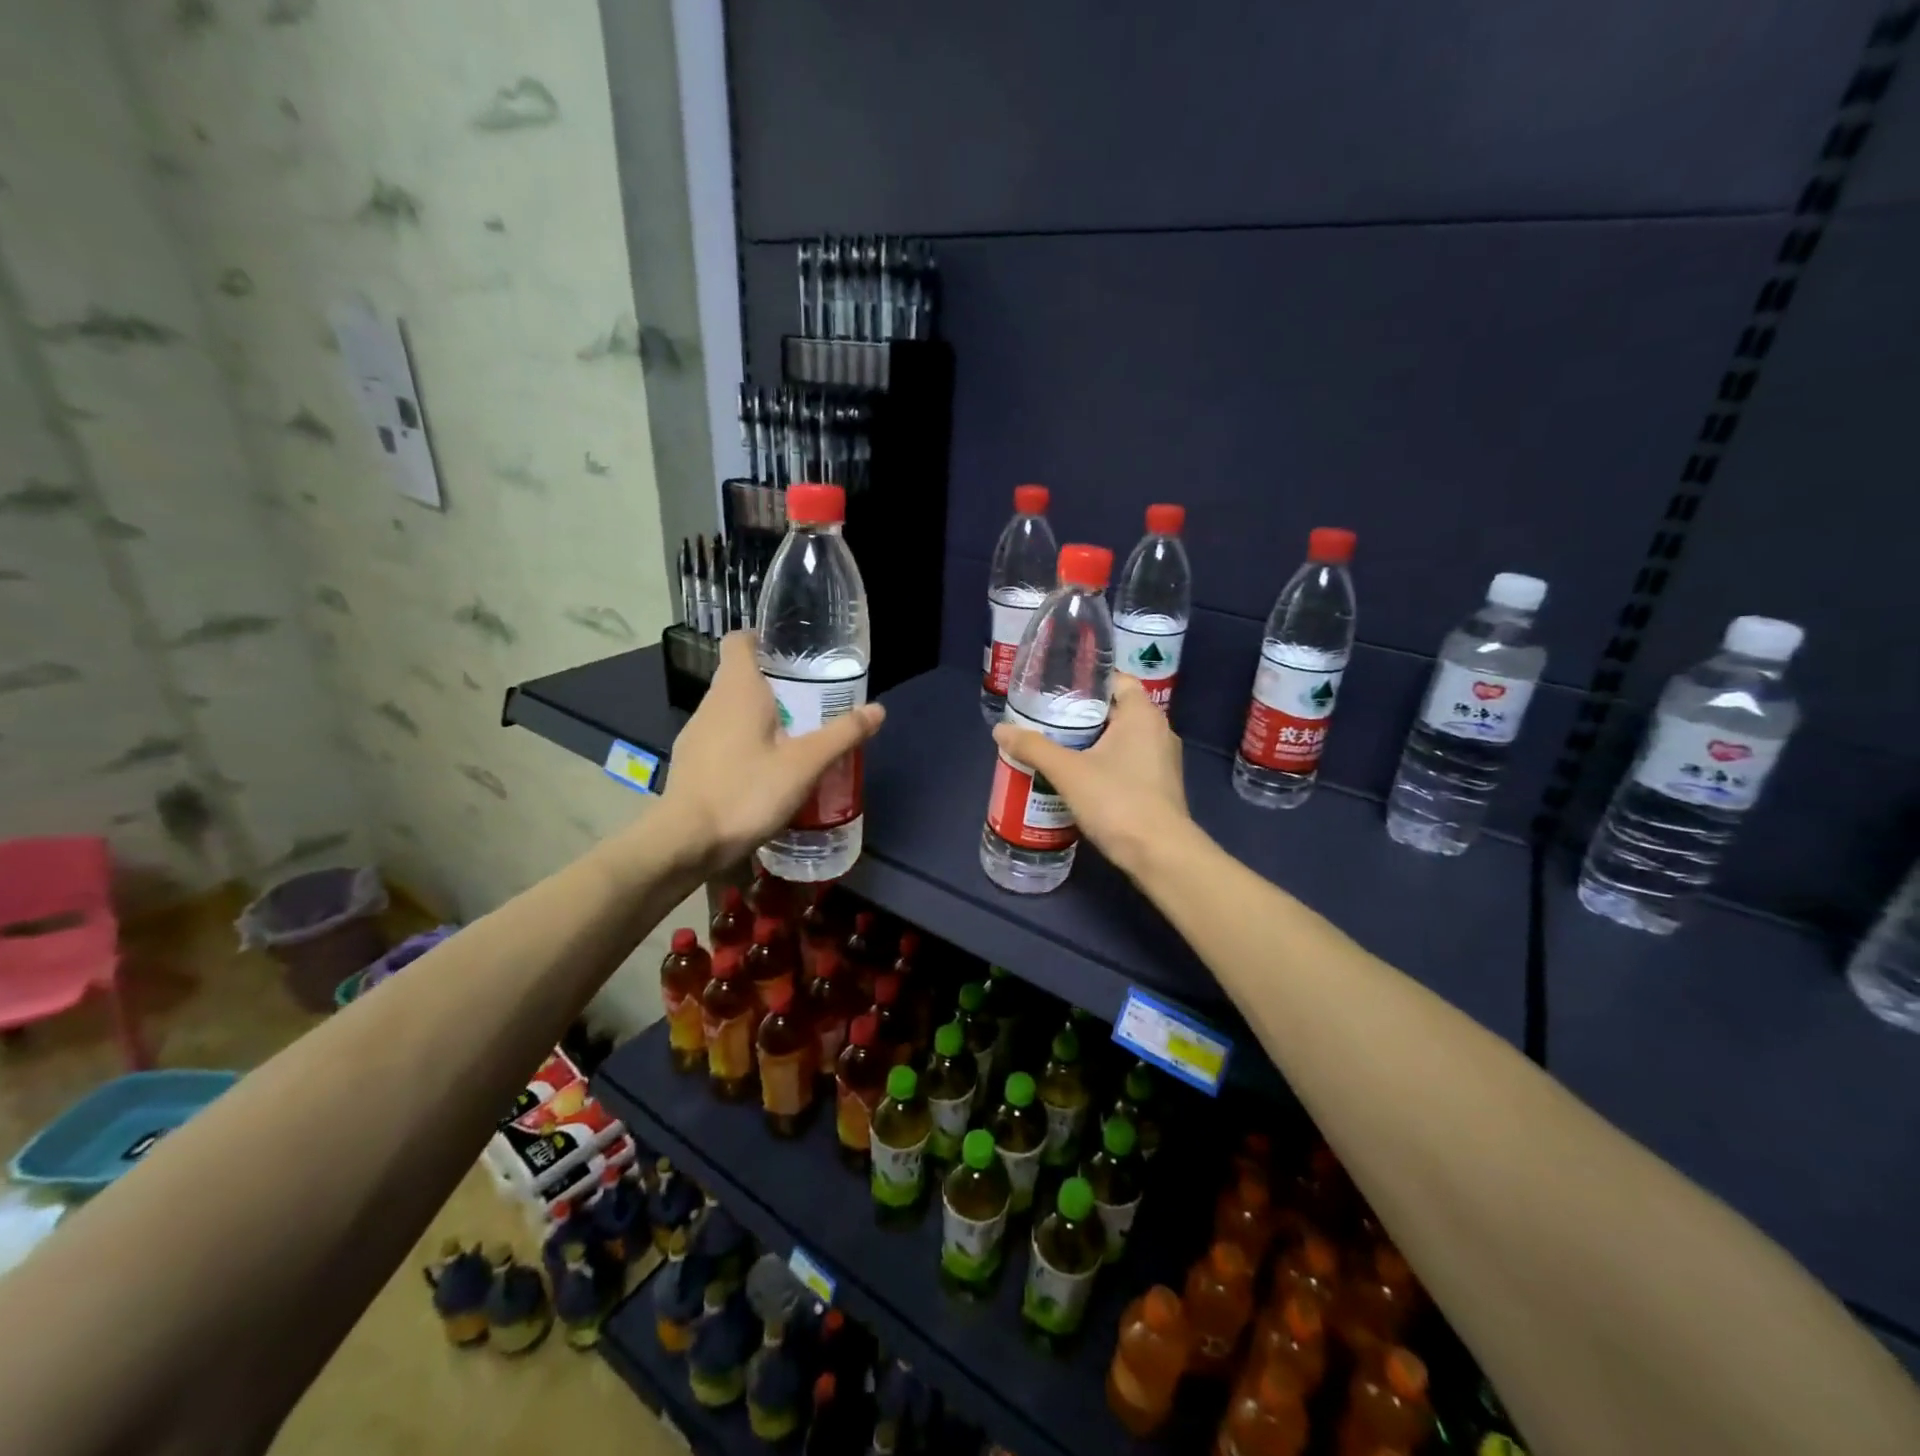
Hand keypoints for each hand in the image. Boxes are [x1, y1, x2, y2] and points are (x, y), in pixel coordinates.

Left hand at [656, 633, 885, 874]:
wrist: (686, 841)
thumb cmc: (746, 791)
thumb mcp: (804, 764)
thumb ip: (841, 735)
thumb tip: (878, 710)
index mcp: (737, 690)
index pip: (740, 641)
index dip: (762, 638)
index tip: (790, 651)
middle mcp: (712, 703)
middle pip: (738, 676)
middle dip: (772, 683)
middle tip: (809, 699)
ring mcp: (696, 733)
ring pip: (730, 710)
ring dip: (758, 715)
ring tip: (793, 736)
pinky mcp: (691, 762)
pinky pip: (721, 738)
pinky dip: (743, 742)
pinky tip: (764, 769)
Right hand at [992, 675, 1192, 879]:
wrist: (1160, 854)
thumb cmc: (1117, 800)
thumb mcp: (1068, 772)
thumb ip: (1034, 747)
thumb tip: (1000, 729)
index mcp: (1143, 714)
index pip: (1116, 680)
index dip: (1086, 681)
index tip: (1056, 690)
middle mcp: (1159, 730)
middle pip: (1115, 710)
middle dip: (1081, 715)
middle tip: (1046, 720)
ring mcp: (1163, 760)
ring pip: (1121, 739)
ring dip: (1091, 742)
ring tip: (1055, 748)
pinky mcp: (1160, 786)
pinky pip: (1128, 762)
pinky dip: (1104, 763)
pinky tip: (1078, 778)